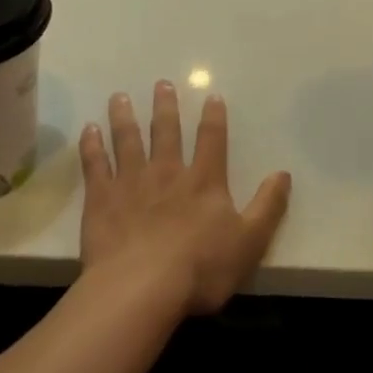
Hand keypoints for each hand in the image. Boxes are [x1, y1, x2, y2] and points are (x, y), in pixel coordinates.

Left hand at [79, 83, 290, 315]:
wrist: (142, 288)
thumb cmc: (200, 268)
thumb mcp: (249, 241)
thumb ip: (268, 206)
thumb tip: (284, 173)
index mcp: (204, 181)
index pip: (212, 140)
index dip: (214, 117)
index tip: (212, 95)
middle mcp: (168, 172)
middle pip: (166, 131)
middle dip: (165, 106)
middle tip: (161, 83)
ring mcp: (131, 183)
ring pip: (128, 140)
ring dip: (124, 117)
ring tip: (119, 96)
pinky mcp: (101, 199)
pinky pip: (95, 165)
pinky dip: (91, 146)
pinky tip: (88, 129)